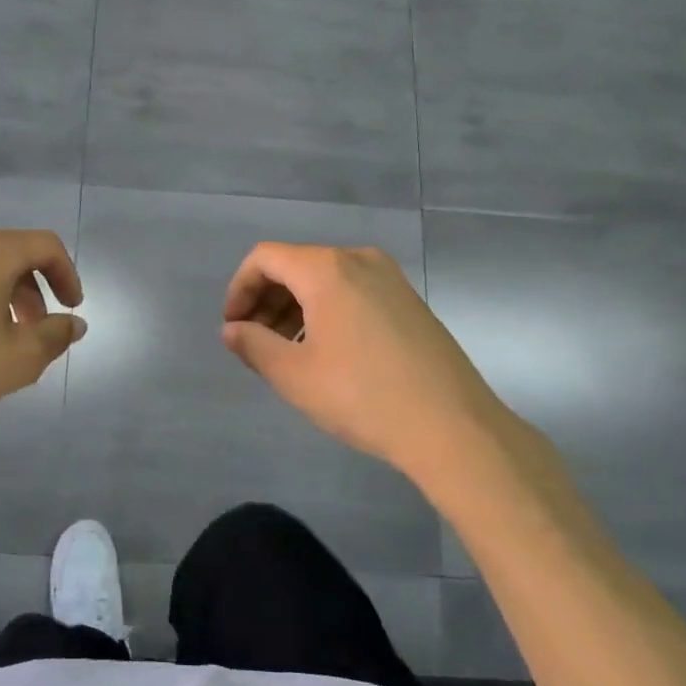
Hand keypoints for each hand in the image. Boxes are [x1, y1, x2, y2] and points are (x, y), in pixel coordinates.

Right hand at [221, 243, 526, 479]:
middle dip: (266, 300)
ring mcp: (390, 279)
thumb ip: (253, 345)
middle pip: (295, 265)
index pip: (264, 258)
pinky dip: (326, 312)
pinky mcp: (409, 301)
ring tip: (287, 353)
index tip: (233, 328)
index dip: (239, 289)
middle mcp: (359, 260)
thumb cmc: (362, 396)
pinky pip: (353, 292)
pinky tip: (326, 353)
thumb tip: (232, 330)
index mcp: (327, 269)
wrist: (453, 427)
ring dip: (295, 308)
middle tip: (255, 343)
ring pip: (325, 280)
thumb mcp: (294, 375)